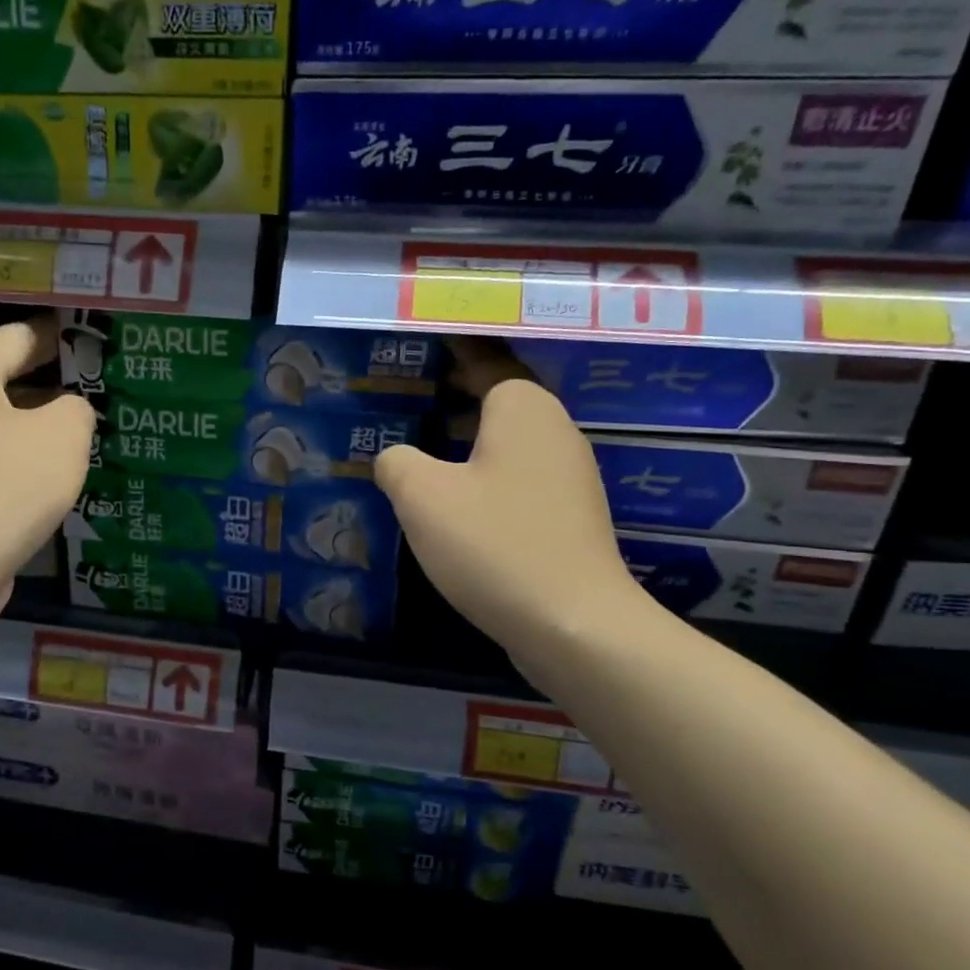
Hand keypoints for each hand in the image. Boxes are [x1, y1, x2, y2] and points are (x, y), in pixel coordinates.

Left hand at [0, 317, 95, 609]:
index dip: (58, 337)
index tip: (89, 342)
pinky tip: (48, 478)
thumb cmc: (6, 484)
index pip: (17, 337)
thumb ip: (76, 408)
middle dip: (48, 386)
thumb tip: (66, 412)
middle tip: (93, 393)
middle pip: (2, 381)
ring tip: (78, 438)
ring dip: (33, 429)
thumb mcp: (63, 434)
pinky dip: (16, 463)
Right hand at [375, 376, 657, 667]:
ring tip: (422, 450)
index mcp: (523, 409)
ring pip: (507, 443)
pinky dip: (485, 477)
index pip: (483, 362)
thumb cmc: (494, 544)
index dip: (451, 353)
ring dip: (468, 442)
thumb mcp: (421, 496)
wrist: (574, 624)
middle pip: (497, 401)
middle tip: (407, 399)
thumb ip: (396, 462)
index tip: (423, 345)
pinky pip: (517, 479)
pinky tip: (455, 503)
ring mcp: (567, 477)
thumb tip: (395, 457)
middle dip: (454, 398)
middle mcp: (554, 431)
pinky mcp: (568, 517)